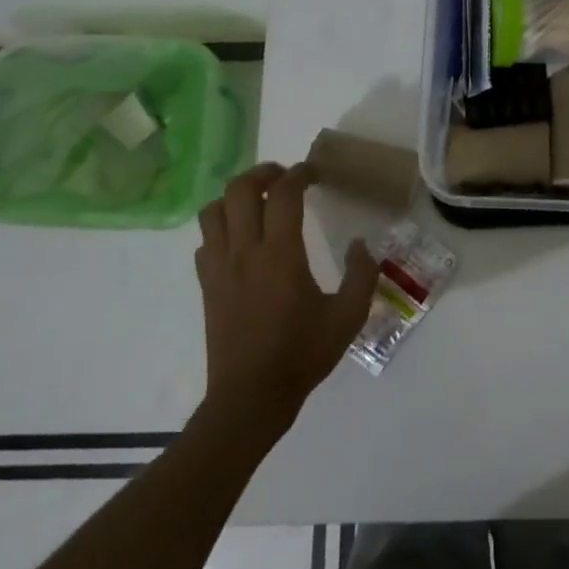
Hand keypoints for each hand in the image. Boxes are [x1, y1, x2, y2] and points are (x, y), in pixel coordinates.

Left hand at [195, 162, 378, 440]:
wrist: (251, 396)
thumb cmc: (302, 354)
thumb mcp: (348, 317)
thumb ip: (362, 275)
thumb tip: (362, 245)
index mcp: (281, 255)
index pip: (283, 194)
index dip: (300, 173)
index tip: (314, 172)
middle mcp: (244, 252)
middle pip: (239, 190)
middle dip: (263, 173)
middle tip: (285, 177)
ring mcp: (220, 268)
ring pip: (213, 210)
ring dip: (236, 196)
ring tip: (259, 201)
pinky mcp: (207, 285)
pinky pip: (206, 240)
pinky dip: (222, 226)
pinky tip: (241, 239)